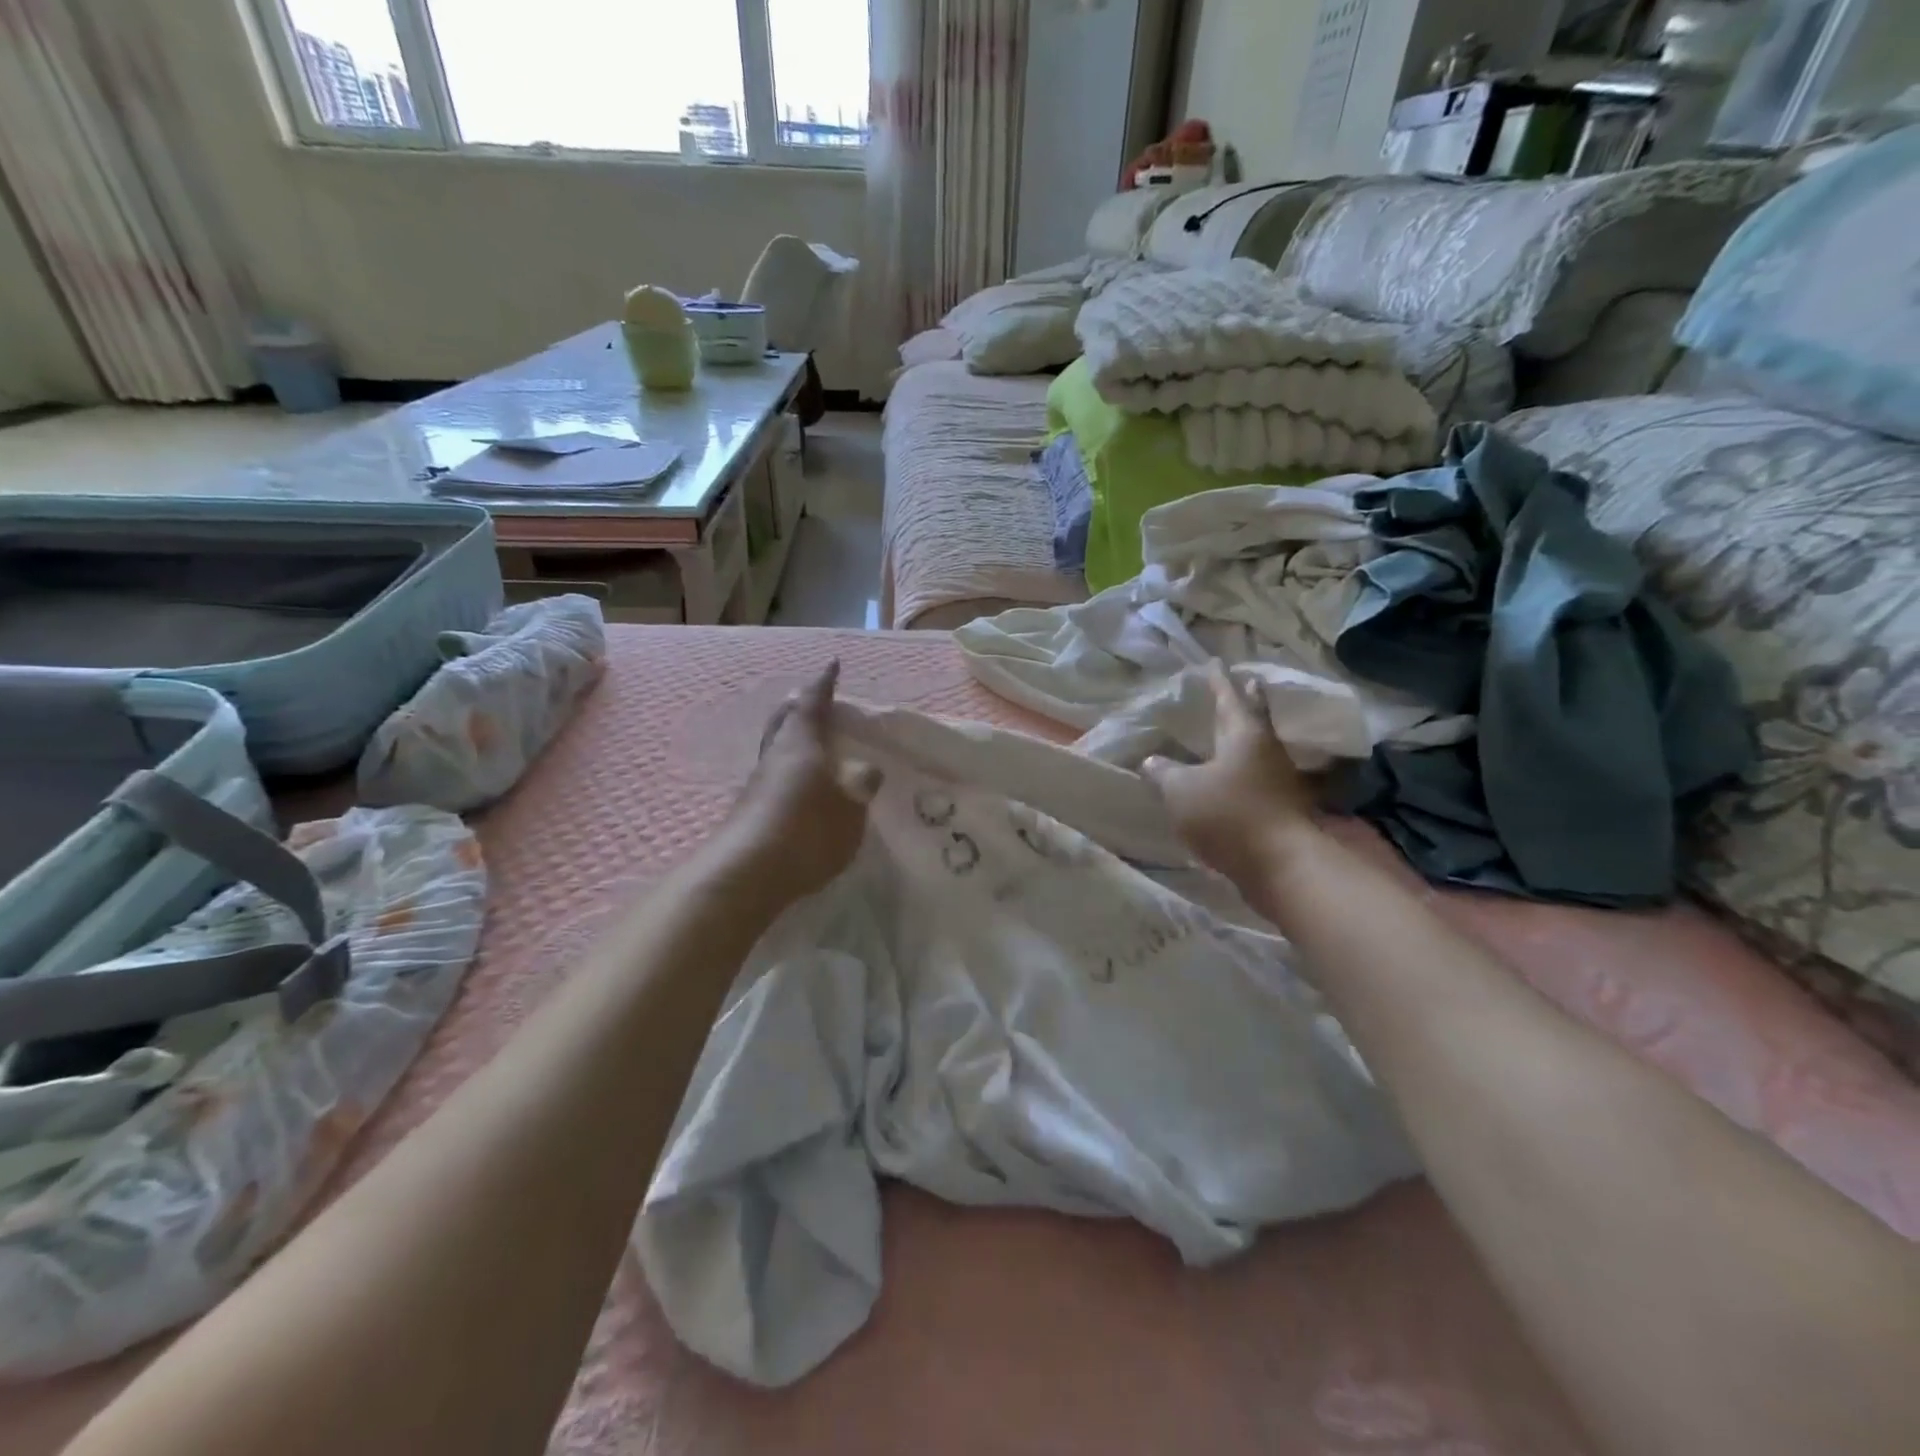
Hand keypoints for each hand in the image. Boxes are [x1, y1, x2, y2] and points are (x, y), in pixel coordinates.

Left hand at [715, 660, 881, 901]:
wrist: (747, 874)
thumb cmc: (807, 829)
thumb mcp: (850, 808)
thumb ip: (861, 784)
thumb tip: (864, 769)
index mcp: (801, 743)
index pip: (814, 702)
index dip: (824, 683)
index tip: (832, 664)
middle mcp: (775, 755)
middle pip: (785, 720)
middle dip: (799, 707)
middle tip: (813, 699)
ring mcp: (757, 784)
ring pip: (776, 749)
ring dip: (791, 739)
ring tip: (810, 743)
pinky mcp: (749, 811)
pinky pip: (773, 777)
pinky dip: (788, 771)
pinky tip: (798, 788)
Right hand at [1142, 661, 1321, 891]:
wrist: (1280, 864)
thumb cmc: (1228, 814)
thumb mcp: (1181, 790)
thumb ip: (1164, 772)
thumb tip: (1152, 761)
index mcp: (1244, 735)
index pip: (1228, 698)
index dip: (1218, 681)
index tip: (1215, 663)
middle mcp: (1266, 751)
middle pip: (1256, 718)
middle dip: (1248, 700)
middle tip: (1247, 682)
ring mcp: (1278, 781)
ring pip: (1259, 748)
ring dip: (1247, 736)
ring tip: (1233, 730)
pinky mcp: (1280, 808)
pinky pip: (1259, 777)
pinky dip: (1245, 769)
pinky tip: (1233, 776)